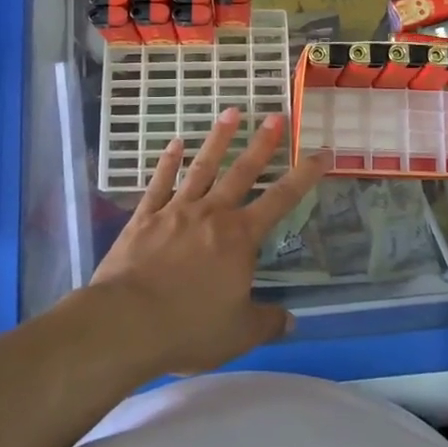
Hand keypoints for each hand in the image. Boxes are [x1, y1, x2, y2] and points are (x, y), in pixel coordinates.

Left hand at [88, 108, 327, 375]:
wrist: (125, 322)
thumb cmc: (189, 327)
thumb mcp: (239, 334)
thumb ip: (267, 322)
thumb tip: (292, 321)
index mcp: (240, 237)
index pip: (281, 199)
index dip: (305, 175)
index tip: (321, 151)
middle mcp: (212, 214)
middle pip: (242, 172)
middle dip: (262, 144)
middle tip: (276, 115)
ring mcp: (176, 211)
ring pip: (203, 168)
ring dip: (218, 139)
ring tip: (231, 112)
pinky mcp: (144, 217)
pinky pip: (159, 183)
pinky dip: (168, 162)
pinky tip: (175, 143)